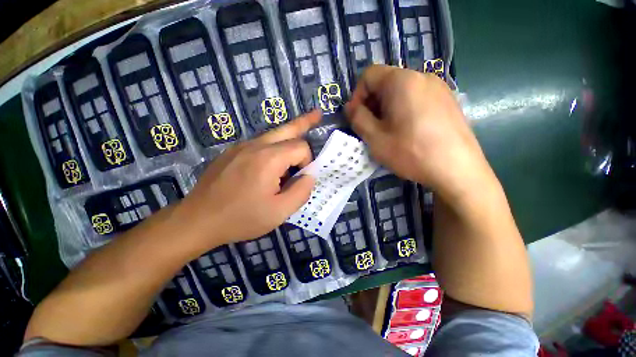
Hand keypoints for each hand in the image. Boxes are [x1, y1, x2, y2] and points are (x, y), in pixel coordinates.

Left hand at [179, 110, 320, 247]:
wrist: (198, 220)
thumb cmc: (241, 218)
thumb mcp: (280, 212)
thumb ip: (302, 191)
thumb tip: (309, 175)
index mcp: (269, 159)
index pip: (301, 147)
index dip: (307, 162)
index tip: (300, 178)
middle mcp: (255, 145)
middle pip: (288, 128)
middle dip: (305, 123)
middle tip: (317, 114)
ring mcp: (241, 146)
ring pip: (274, 134)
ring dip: (289, 138)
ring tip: (301, 134)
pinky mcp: (233, 152)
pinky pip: (260, 143)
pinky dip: (274, 147)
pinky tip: (274, 162)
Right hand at [345, 65, 495, 200]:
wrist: (457, 169)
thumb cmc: (410, 152)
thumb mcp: (375, 138)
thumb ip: (357, 118)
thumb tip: (350, 107)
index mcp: (401, 81)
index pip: (369, 75)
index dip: (357, 95)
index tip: (356, 117)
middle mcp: (422, 76)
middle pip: (386, 82)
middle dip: (372, 103)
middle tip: (371, 127)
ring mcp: (439, 87)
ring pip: (402, 90)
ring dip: (387, 107)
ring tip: (389, 131)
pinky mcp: (448, 100)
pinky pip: (417, 97)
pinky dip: (404, 109)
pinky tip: (408, 130)